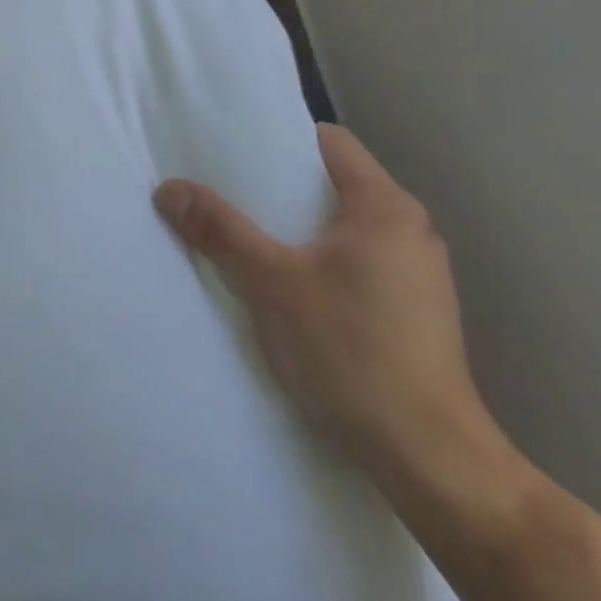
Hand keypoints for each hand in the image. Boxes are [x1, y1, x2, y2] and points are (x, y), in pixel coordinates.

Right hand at [154, 124, 500, 480]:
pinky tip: (293, 290)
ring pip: (348, 227)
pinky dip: (325, 263)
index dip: (281, 139)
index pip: (329, 141)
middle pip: (336, 182)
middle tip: (230, 194)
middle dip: (283, 188)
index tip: (236, 151)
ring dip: (303, 229)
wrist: (432, 460)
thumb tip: (168, 188)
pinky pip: (361, 262)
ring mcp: (421, 273)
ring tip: (252, 239)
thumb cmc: (352, 351)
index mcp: (384, 206)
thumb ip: (220, 230)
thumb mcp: (272, 284)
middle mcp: (411, 229)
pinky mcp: (420, 312)